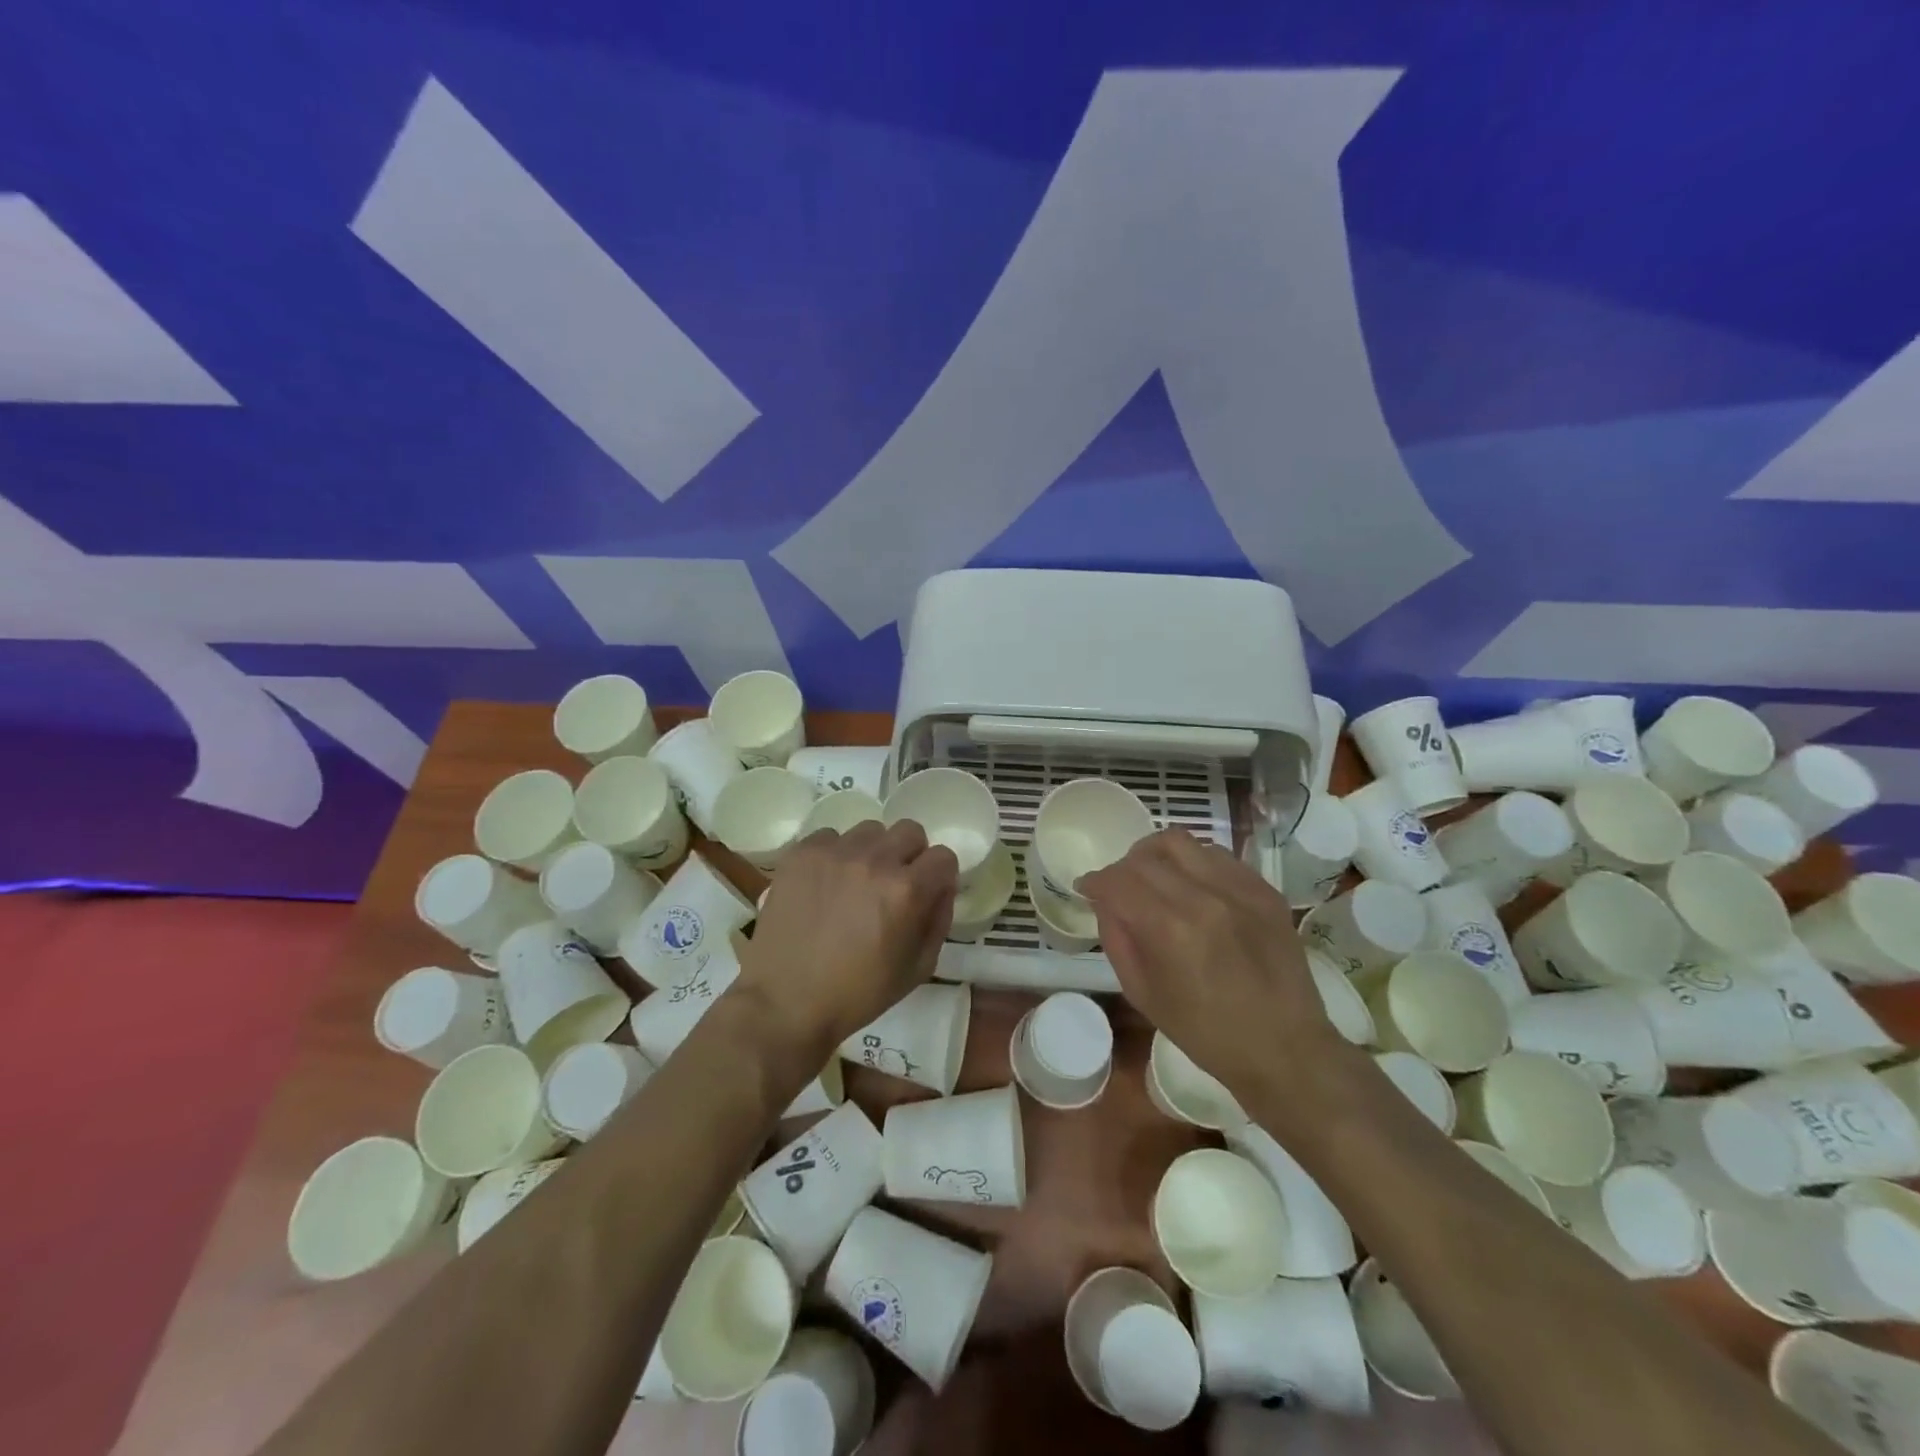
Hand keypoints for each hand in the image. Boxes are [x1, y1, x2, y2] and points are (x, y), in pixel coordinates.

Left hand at [741, 820, 958, 1055]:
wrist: (785, 1002)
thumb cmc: (858, 994)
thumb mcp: (918, 968)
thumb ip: (938, 920)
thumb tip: (941, 888)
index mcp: (907, 890)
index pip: (943, 856)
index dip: (939, 876)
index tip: (928, 893)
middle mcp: (874, 860)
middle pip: (910, 831)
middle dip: (910, 856)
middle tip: (893, 886)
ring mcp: (834, 853)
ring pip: (870, 831)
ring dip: (872, 852)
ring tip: (855, 883)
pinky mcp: (801, 853)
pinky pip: (830, 837)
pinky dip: (834, 855)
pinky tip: (825, 884)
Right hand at [1079, 829, 1348, 1097]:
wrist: (1284, 1048)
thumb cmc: (1206, 1033)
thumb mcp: (1143, 994)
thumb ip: (1117, 939)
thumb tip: (1105, 902)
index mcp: (1169, 929)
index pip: (1117, 881)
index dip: (1095, 881)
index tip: (1087, 888)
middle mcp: (1203, 896)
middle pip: (1145, 856)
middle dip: (1121, 868)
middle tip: (1119, 888)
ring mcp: (1238, 888)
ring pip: (1181, 842)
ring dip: (1156, 855)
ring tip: (1154, 877)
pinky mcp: (1264, 889)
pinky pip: (1217, 855)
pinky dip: (1193, 862)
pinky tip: (1192, 885)